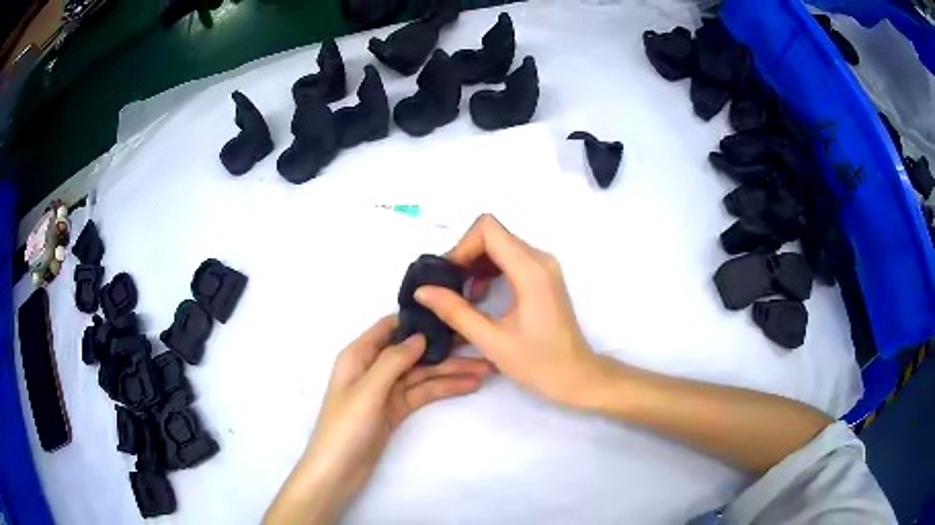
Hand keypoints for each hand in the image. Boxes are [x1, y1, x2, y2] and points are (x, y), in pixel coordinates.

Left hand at [264, 315, 494, 524]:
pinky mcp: (396, 409)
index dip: (418, 319)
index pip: (390, 327)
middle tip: (480, 343)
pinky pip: (423, 393)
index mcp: (359, 355)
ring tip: (486, 369)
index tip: (450, 312)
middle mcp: (374, 368)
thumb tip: (420, 335)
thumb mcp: (368, 391)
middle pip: (413, 351)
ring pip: (422, 374)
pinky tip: (469, 385)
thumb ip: (393, 361)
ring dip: (451, 371)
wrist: (338, 471)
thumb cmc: (345, 427)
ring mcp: (387, 390)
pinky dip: (444, 389)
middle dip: (444, 348)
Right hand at [415, 214, 600, 409]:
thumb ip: (455, 312)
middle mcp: (540, 259)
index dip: (462, 246)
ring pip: (500, 245)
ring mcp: (544, 266)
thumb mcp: (491, 340)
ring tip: (462, 295)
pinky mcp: (544, 277)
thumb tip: (422, 290)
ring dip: (476, 264)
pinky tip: (479, 297)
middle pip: (493, 234)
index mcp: (530, 270)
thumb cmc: (538, 363)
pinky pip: (510, 259)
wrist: (576, 376)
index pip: (488, 229)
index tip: (448, 276)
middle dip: (465, 256)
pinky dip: (489, 270)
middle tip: (448, 288)